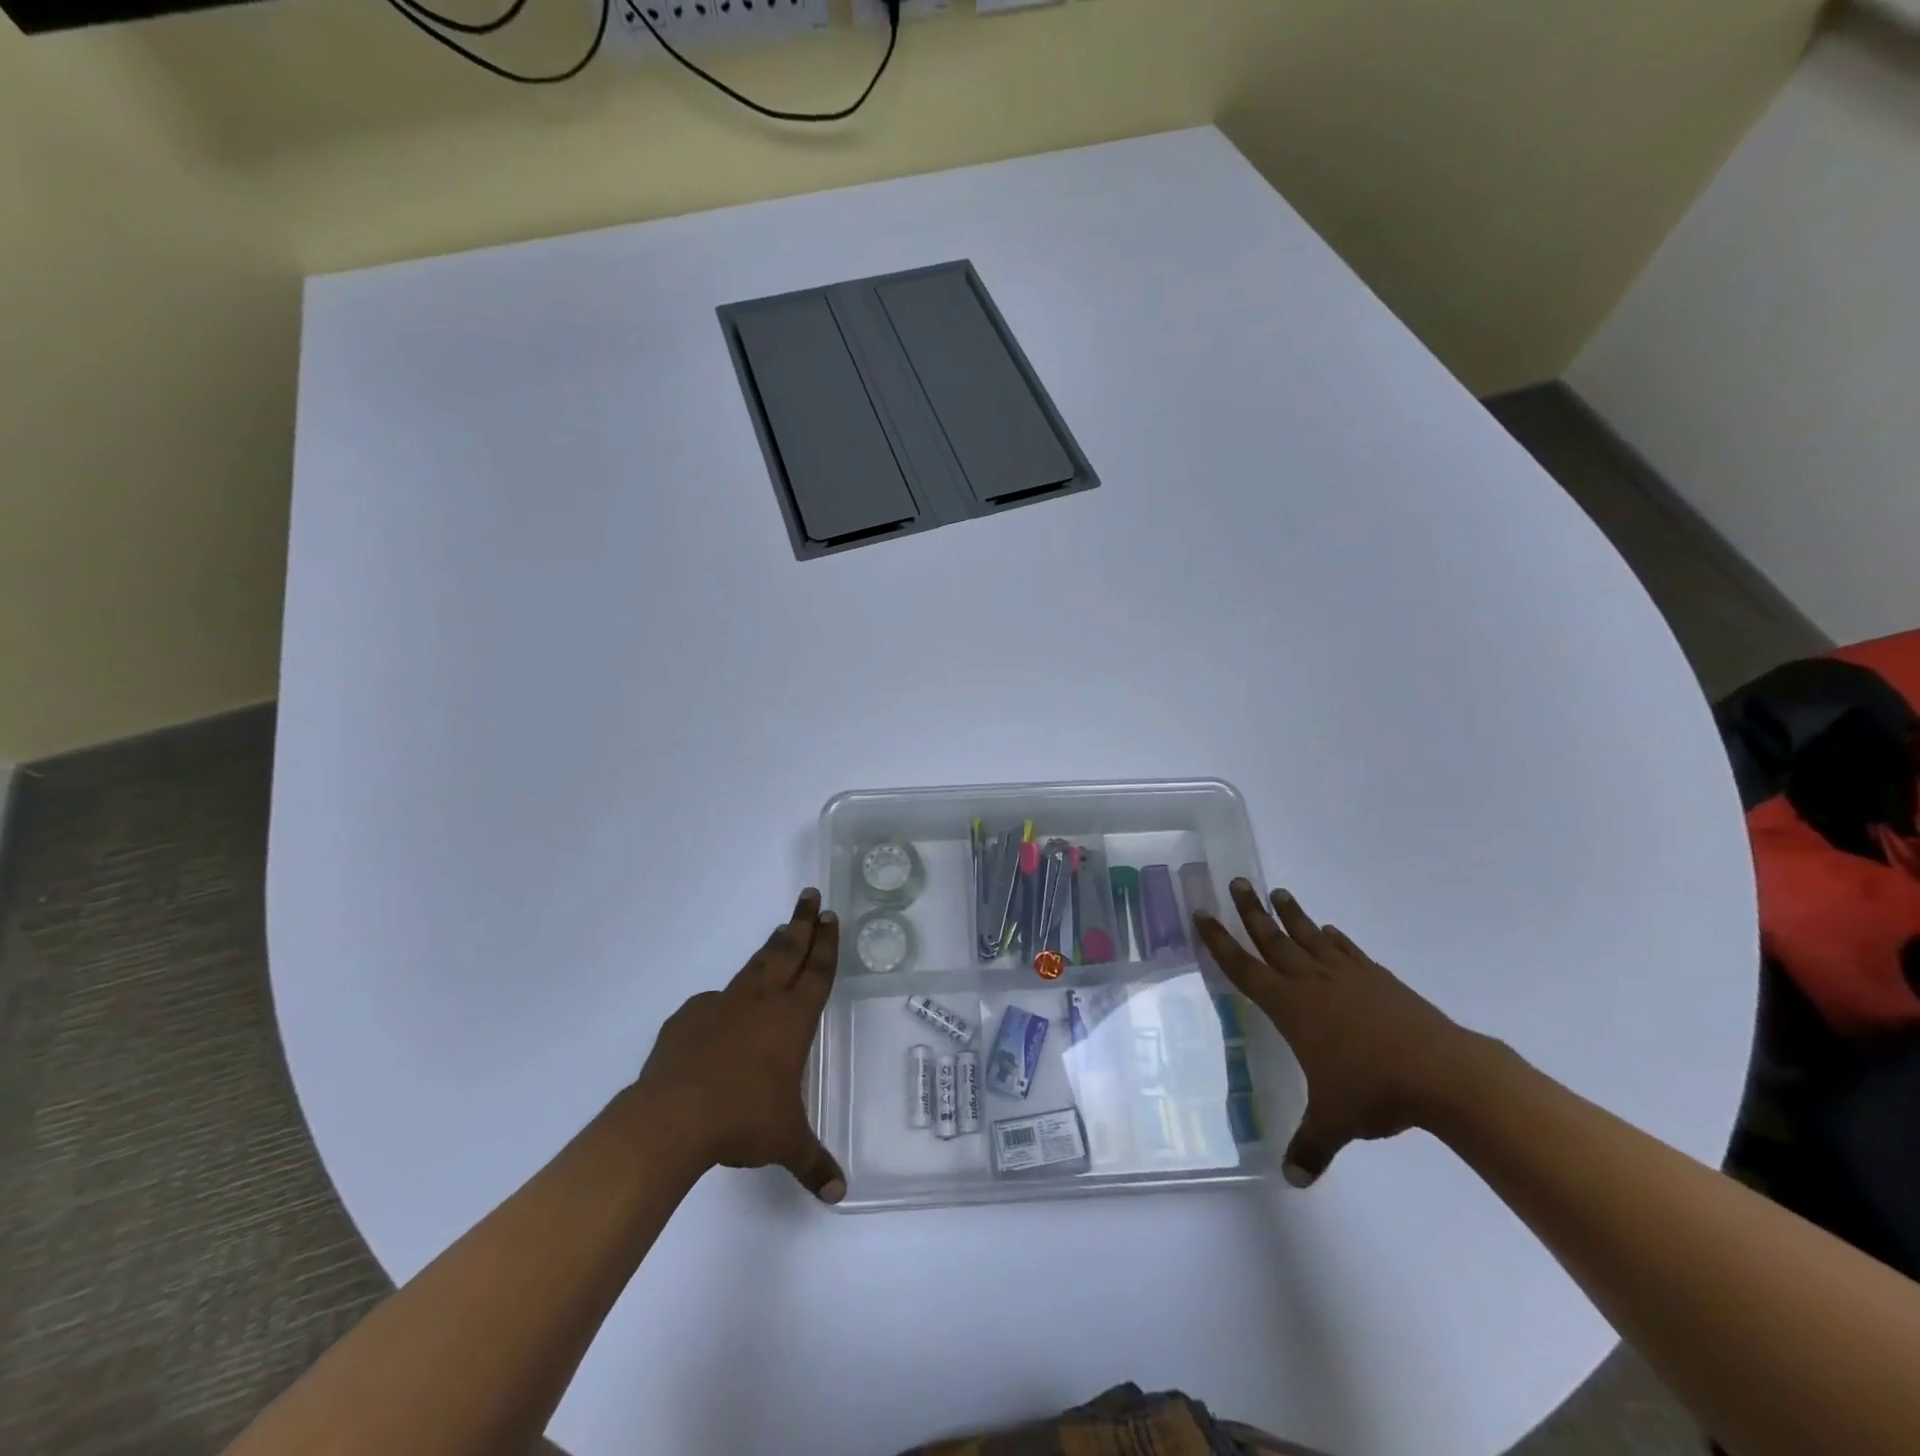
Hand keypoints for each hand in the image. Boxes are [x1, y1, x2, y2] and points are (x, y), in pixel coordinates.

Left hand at [635, 889, 845, 1203]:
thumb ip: (813, 1162)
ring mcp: (722, 1006)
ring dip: (770, 947)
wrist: (672, 1118)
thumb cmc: (742, 1121)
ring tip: (781, 930)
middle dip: (802, 923)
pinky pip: (712, 1002)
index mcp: (791, 1021)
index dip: (826, 944)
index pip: (817, 972)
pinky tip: (721, 1012)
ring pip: (754, 966)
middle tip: (811, 895)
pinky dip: (724, 1000)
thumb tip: (838, 1193)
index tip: (830, 916)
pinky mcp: (688, 1019)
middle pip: (787, 952)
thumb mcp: (785, 1143)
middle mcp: (761, 1003)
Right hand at [1193, 880, 1481, 1187]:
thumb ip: (1309, 1146)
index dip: (1220, 941)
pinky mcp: (1379, 980)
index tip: (1203, 914)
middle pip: (1272, 940)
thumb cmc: (1374, 1091)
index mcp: (1290, 1008)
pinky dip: (1335, 939)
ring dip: (1291, 915)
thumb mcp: (1334, 1122)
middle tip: (1237, 882)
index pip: (1243, 968)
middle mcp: (1312, 983)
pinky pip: (1348, 952)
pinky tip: (1330, 932)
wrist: (1441, 1072)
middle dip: (1250, 911)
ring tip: (1277, 892)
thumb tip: (1292, 1181)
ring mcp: (1347, 977)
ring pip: (1309, 938)